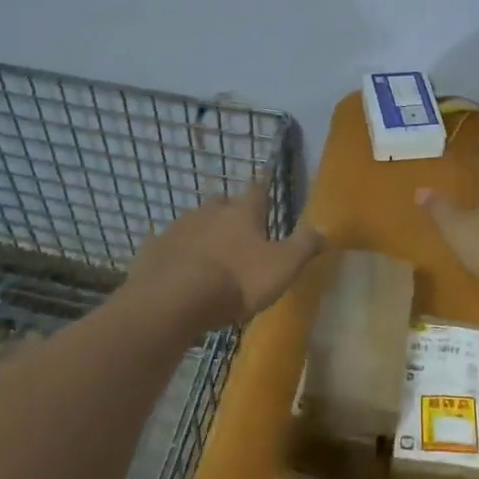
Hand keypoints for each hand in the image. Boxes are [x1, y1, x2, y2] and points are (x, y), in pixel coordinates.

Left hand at [125, 177, 326, 329]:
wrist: (173, 300)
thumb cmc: (237, 280)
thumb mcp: (283, 266)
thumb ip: (304, 246)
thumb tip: (325, 229)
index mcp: (243, 212)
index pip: (258, 189)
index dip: (264, 185)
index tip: (265, 178)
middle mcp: (210, 211)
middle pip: (223, 202)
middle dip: (230, 209)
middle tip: (238, 223)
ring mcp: (178, 228)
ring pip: (195, 221)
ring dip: (203, 230)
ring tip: (210, 249)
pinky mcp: (154, 250)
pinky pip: (169, 245)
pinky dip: (177, 251)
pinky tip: (178, 265)